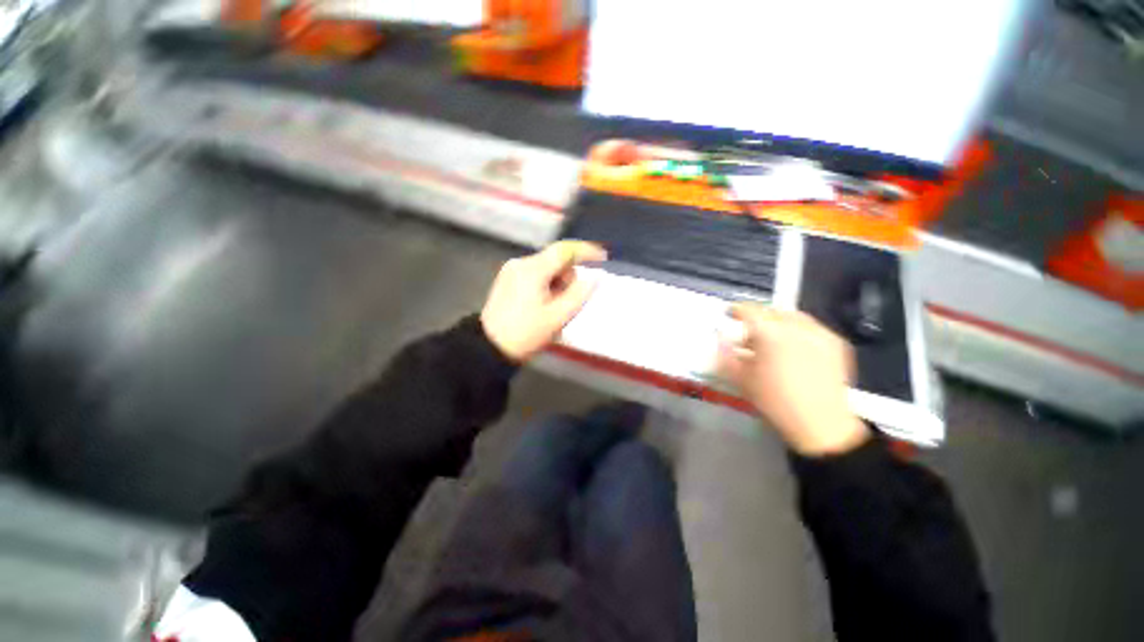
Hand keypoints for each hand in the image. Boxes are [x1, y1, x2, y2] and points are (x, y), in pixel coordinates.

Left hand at [481, 241, 606, 361]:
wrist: (488, 348)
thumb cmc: (525, 333)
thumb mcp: (557, 317)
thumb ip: (579, 294)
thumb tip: (594, 278)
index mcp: (532, 270)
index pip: (564, 250)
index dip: (586, 251)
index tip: (603, 257)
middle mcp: (520, 264)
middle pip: (555, 260)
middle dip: (569, 276)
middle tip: (571, 301)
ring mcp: (511, 271)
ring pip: (545, 268)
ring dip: (557, 282)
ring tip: (555, 307)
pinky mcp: (507, 280)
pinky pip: (535, 275)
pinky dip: (546, 285)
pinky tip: (544, 304)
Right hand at [718, 304, 869, 456]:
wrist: (821, 424)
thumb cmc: (774, 401)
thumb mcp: (741, 378)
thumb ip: (725, 354)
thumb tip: (718, 337)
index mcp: (770, 332)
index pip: (749, 310)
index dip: (736, 310)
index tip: (730, 313)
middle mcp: (796, 325)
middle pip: (771, 311)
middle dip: (758, 317)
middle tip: (749, 332)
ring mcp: (819, 333)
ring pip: (792, 316)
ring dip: (778, 322)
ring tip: (772, 339)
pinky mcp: (836, 343)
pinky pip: (811, 327)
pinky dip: (798, 331)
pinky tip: (794, 348)